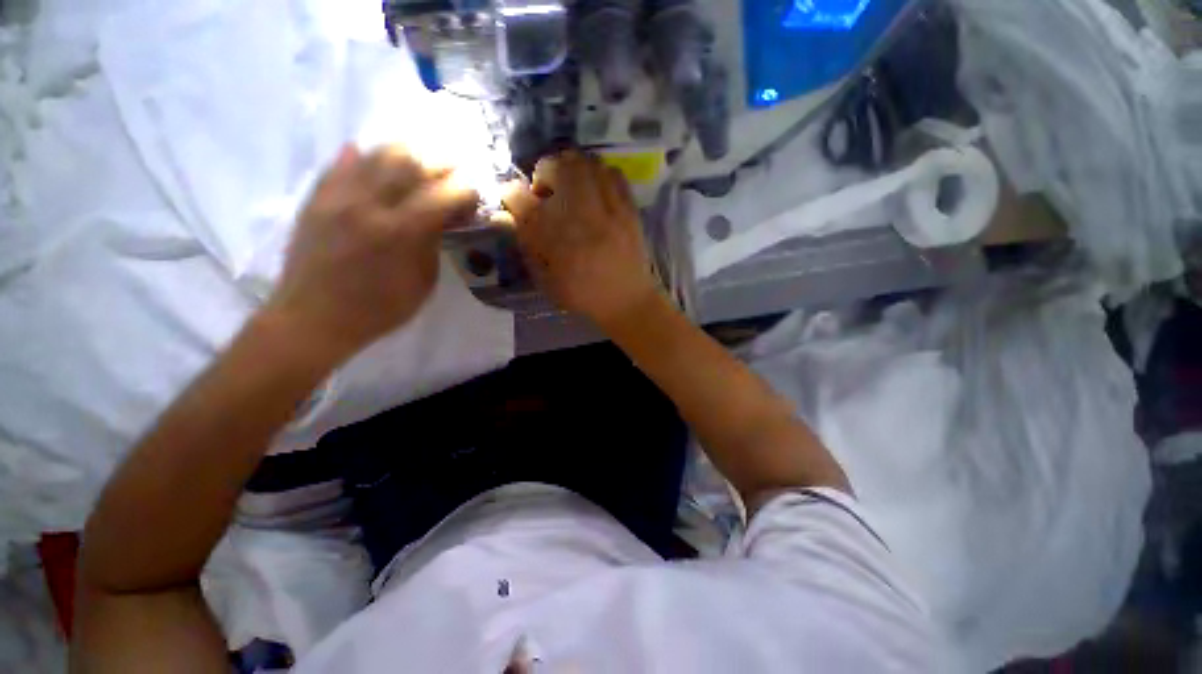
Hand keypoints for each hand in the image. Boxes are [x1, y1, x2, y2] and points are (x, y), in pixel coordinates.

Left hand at [265, 144, 478, 359]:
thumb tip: (443, 219)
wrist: (313, 318)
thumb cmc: (379, 309)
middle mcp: (369, 204)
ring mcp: (338, 197)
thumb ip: (433, 244)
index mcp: (400, 232)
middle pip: (411, 163)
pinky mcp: (316, 197)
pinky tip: (375, 159)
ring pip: (376, 153)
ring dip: (406, 154)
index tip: (473, 196)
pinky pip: (342, 162)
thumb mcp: (423, 284)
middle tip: (453, 171)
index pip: (443, 195)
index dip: (465, 191)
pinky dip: (364, 156)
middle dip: (440, 164)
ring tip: (420, 162)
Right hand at [500, 151, 659, 327]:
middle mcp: (579, 217)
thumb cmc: (582, 295)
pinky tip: (596, 187)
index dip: (511, 194)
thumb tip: (507, 216)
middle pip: (556, 167)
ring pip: (586, 163)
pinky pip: (613, 173)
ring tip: (572, 185)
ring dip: (572, 167)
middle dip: (545, 171)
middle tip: (548, 190)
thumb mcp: (545, 279)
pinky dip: (600, 173)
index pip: (520, 198)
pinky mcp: (629, 209)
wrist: (626, 301)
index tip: (515, 199)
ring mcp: (608, 210)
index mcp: (553, 239)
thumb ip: (526, 245)